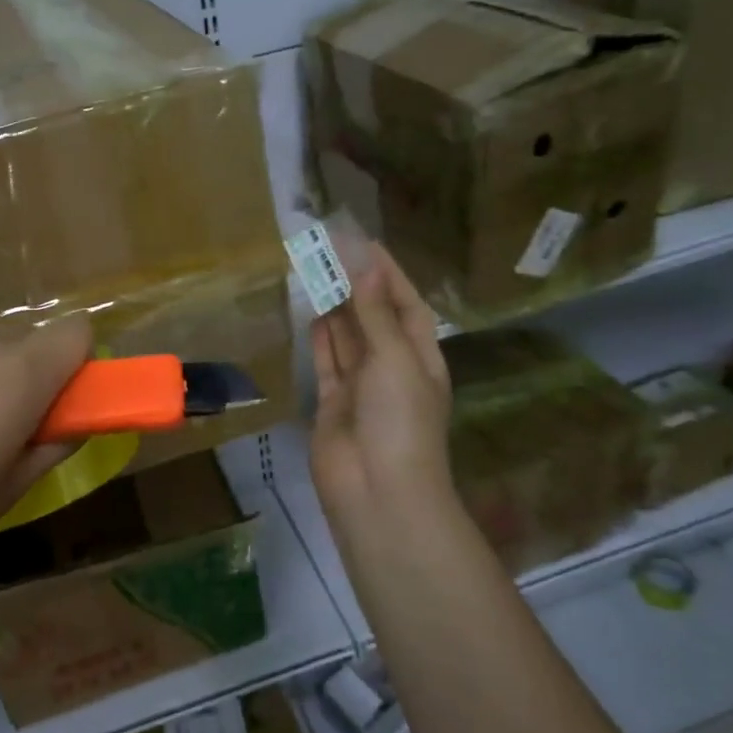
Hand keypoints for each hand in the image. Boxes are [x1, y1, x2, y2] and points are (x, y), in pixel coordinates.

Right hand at [309, 245, 452, 539]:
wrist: (376, 490)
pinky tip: (312, 314)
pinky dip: (321, 339)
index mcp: (420, 357)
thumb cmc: (399, 420)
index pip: (405, 305)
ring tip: (315, 272)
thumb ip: (376, 315)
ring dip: (335, 308)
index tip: (363, 242)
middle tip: (328, 249)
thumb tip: (367, 268)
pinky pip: (328, 363)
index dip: (386, 274)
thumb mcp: (395, 360)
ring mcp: (361, 387)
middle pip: (374, 318)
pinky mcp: (333, 403)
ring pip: (348, 338)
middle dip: (356, 286)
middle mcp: (392, 368)